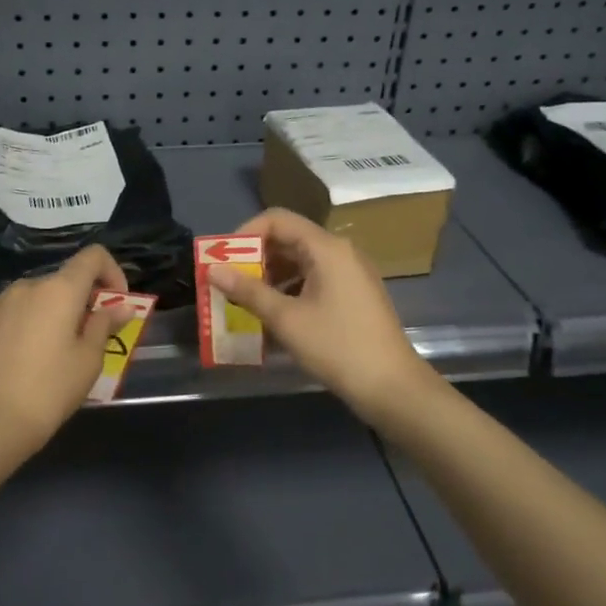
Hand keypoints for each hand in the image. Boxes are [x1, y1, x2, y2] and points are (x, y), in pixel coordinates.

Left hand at [0, 246, 132, 465]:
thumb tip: (122, 307)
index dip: (112, 272)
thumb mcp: (89, 360)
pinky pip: (15, 311)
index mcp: (59, 290)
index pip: (93, 256)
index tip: (116, 304)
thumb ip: (105, 324)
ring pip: (38, 296)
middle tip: (89, 337)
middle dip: (83, 300)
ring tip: (56, 350)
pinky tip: (27, 357)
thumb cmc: (50, 390)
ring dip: (54, 311)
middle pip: (65, 279)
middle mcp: (27, 286)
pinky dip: (30, 322)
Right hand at [209, 208, 438, 419]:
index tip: (223, 259)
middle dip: (254, 259)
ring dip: (269, 278)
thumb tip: (213, 270)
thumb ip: (248, 291)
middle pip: (288, 239)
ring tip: (244, 303)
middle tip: (228, 283)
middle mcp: (340, 252)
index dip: (245, 234)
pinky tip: (272, 317)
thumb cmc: (337, 347)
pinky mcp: (353, 295)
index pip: (277, 219)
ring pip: (300, 262)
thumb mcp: (286, 319)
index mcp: (327, 248)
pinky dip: (289, 291)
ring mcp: (350, 274)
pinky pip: (313, 280)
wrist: (392, 386)